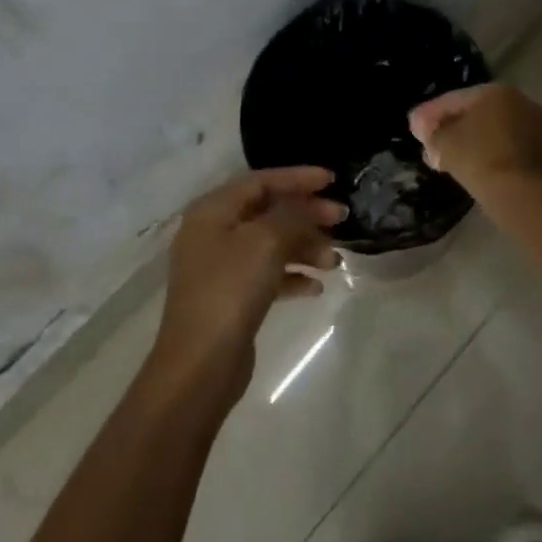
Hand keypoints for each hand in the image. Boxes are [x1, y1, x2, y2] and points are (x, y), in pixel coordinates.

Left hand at [150, 167, 344, 402]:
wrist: (200, 363)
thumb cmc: (231, 289)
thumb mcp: (266, 241)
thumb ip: (291, 214)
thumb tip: (306, 206)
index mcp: (213, 211)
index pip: (261, 181)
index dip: (298, 178)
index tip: (333, 180)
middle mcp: (213, 233)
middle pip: (268, 212)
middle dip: (306, 215)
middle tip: (341, 219)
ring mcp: (220, 267)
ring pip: (271, 244)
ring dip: (305, 248)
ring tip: (334, 262)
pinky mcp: (231, 297)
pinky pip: (267, 275)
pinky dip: (292, 276)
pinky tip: (315, 288)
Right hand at [408, 84, 541, 193]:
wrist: (513, 190)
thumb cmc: (475, 156)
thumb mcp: (442, 141)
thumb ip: (430, 130)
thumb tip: (425, 129)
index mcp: (496, 91)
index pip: (455, 99)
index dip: (430, 113)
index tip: (415, 126)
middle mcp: (517, 101)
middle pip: (473, 113)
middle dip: (448, 127)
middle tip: (428, 142)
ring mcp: (530, 125)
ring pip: (487, 129)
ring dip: (464, 140)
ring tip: (441, 157)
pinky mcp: (534, 149)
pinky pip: (500, 143)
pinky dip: (481, 149)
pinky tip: (462, 163)